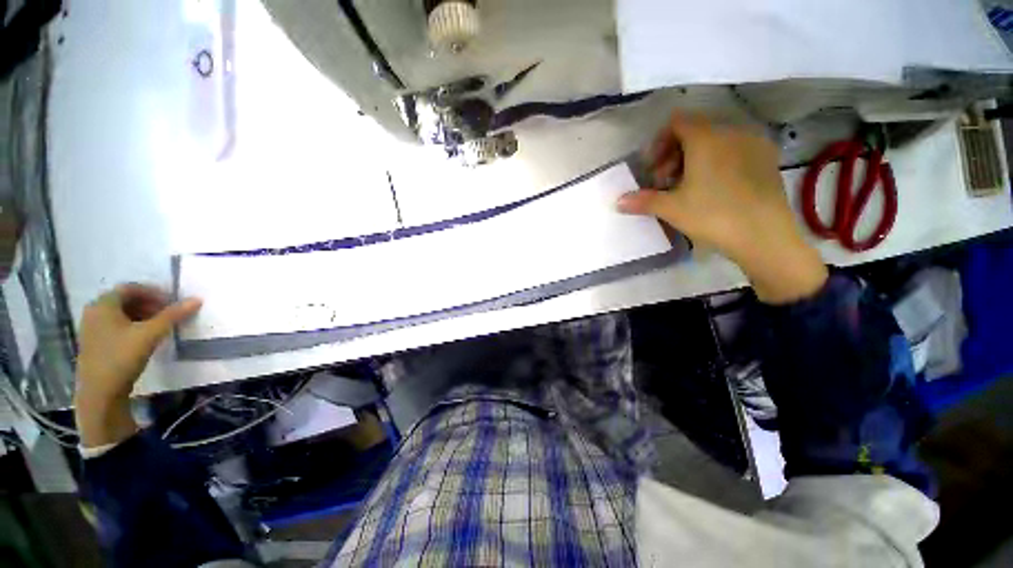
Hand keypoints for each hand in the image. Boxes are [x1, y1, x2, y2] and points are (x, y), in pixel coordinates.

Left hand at [74, 284, 201, 446]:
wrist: (100, 393)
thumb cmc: (122, 357)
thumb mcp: (150, 334)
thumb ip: (173, 316)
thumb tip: (196, 299)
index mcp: (103, 305)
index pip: (130, 288)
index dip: (153, 292)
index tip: (172, 301)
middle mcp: (94, 312)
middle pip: (124, 300)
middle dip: (148, 303)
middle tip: (169, 312)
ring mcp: (92, 329)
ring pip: (120, 314)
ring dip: (142, 315)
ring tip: (160, 325)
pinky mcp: (95, 343)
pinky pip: (115, 326)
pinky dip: (133, 326)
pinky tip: (145, 337)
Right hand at [618, 112, 827, 303]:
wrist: (763, 235)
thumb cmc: (712, 215)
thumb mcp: (671, 208)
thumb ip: (642, 200)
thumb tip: (618, 201)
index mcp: (706, 138)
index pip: (677, 122)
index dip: (659, 142)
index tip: (652, 167)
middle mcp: (732, 132)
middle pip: (695, 132)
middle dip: (673, 154)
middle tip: (665, 182)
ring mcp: (753, 144)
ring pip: (715, 141)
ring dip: (694, 159)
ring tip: (687, 187)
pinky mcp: (767, 159)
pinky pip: (734, 150)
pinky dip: (717, 162)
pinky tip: (713, 188)